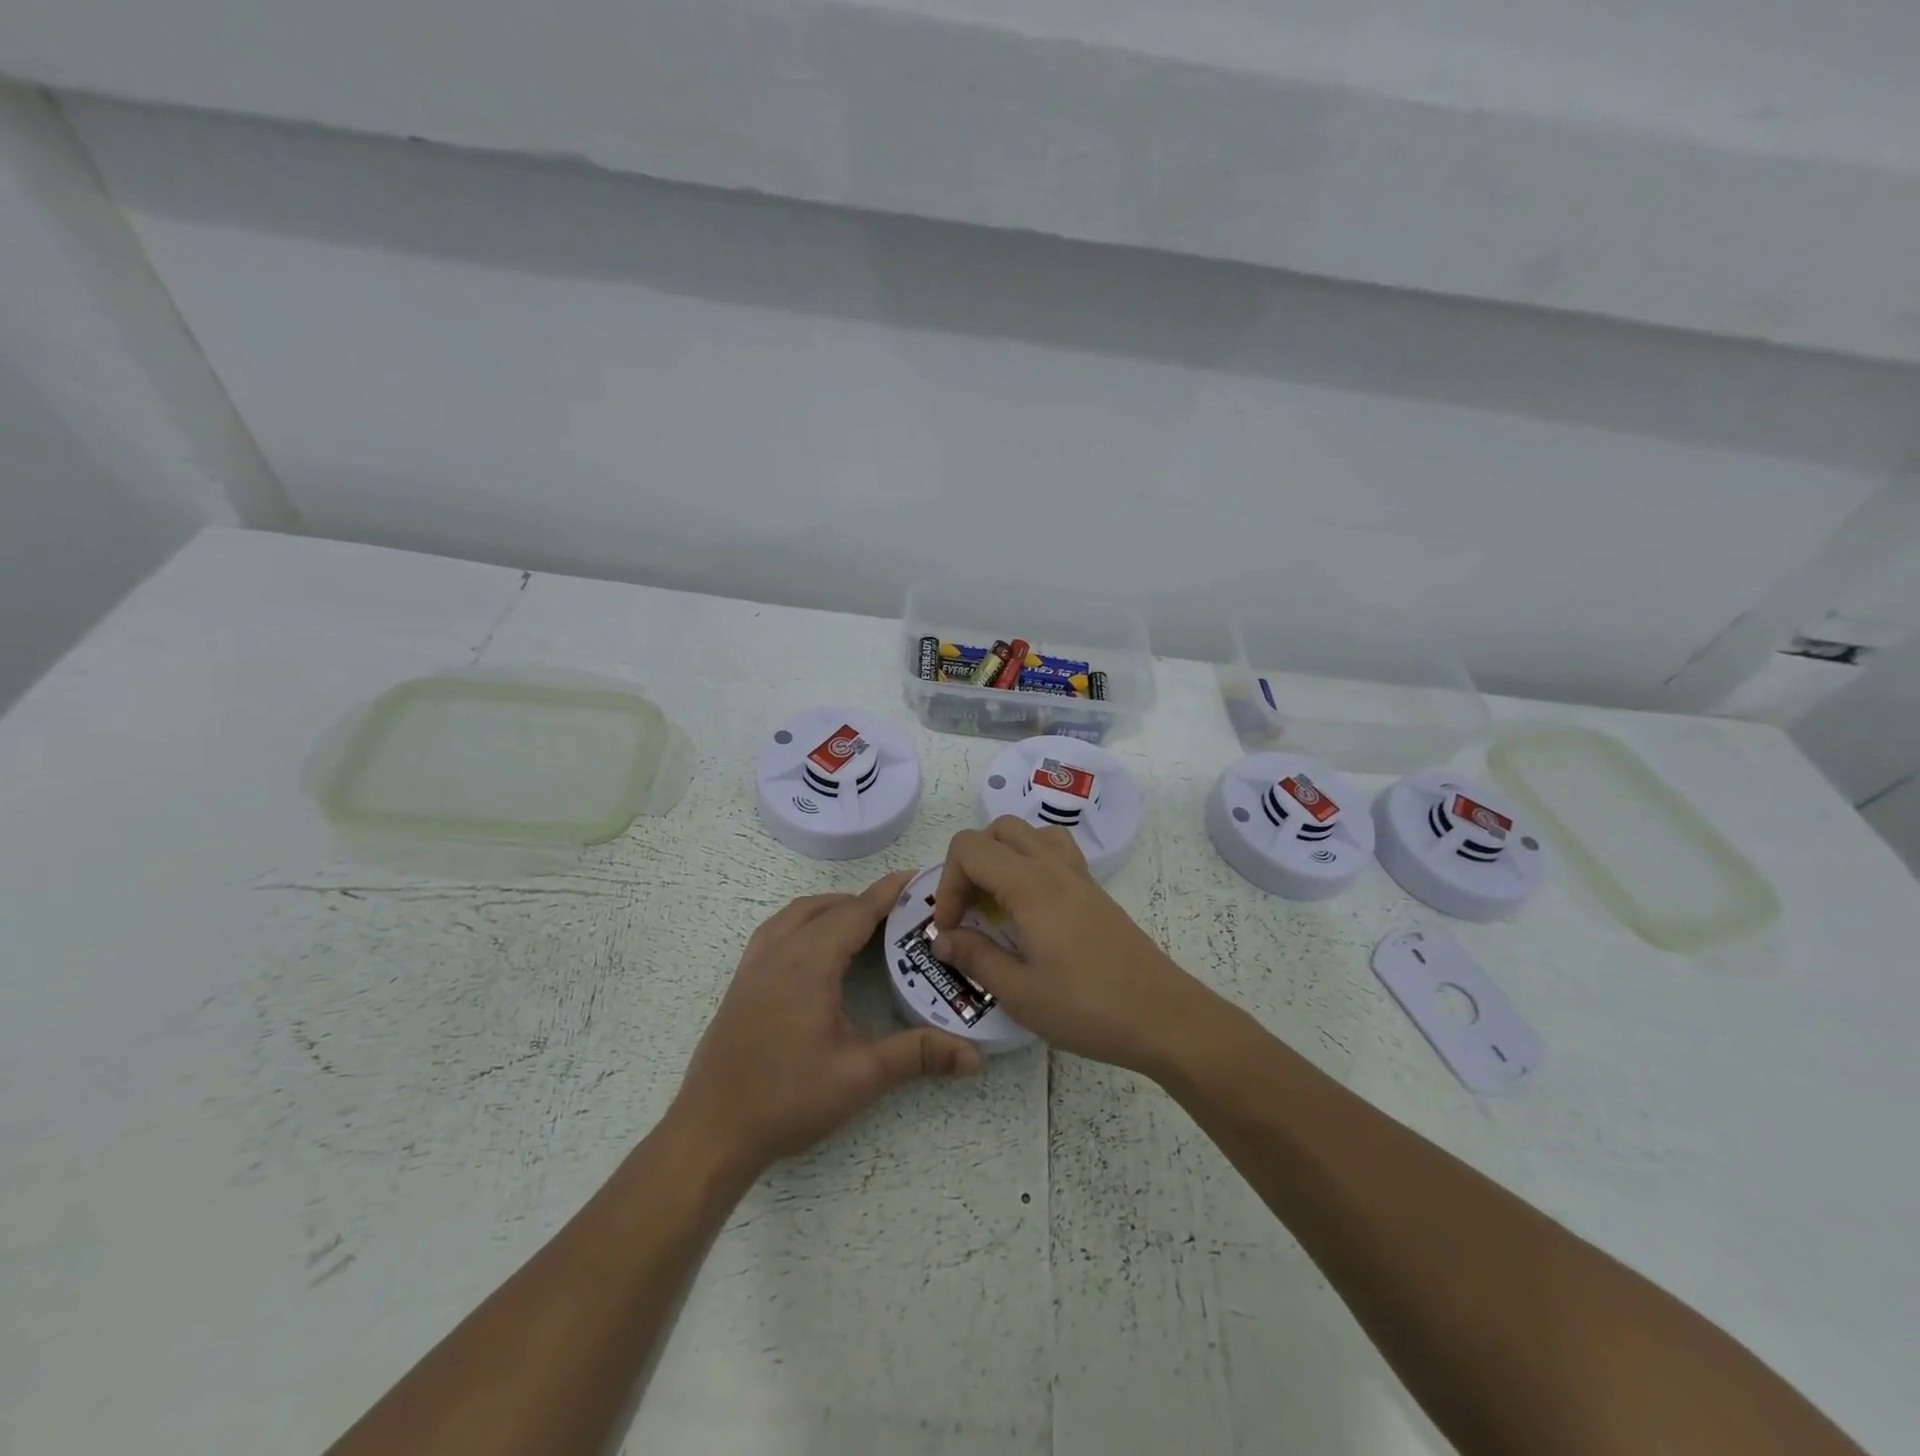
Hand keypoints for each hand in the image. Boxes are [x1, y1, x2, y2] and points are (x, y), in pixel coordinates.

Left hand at [671, 871, 982, 1174]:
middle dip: (865, 902)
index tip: (917, 877)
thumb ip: (917, 1056)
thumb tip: (974, 1057)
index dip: (888, 893)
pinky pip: (776, 930)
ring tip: (862, 924)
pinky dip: (803, 922)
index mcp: (809, 963)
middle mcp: (779, 952)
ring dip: (832, 908)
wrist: (710, 1132)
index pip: (856, 912)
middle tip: (902, 913)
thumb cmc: (786, 1099)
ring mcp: (754, 965)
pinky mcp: (741, 982)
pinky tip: (814, 949)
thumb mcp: (860, 1076)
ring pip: (797, 914)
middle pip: (828, 908)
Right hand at [931, 817, 1220, 1076]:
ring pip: (1031, 834)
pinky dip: (1031, 864)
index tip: (951, 927)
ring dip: (1003, 856)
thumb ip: (975, 957)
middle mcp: (1054, 867)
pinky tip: (1031, 910)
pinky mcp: (1095, 892)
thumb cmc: (1088, 1008)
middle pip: (999, 829)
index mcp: (1030, 885)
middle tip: (970, 911)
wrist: (1163, 1017)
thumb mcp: (1020, 993)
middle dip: (971, 864)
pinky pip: (1056, 852)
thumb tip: (943, 938)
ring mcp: (1080, 876)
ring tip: (998, 901)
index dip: (947, 883)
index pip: (970, 848)